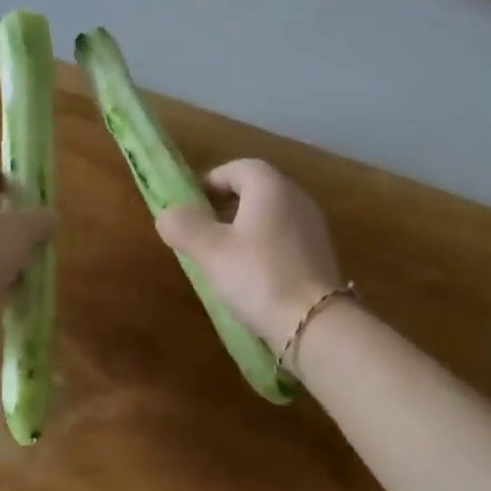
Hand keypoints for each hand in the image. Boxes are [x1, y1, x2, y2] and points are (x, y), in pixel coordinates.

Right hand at [156, 159, 344, 350]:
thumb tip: (168, 213)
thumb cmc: (259, 276)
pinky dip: (266, 246)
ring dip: (247, 227)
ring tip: (225, 256)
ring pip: (272, 214)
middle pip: (256, 189)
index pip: (237, 168)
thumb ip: (184, 226)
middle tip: (204, 231)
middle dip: (227, 205)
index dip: (211, 182)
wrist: (316, 323)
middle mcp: (296, 196)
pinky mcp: (321, 253)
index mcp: (270, 186)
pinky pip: (286, 237)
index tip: (191, 207)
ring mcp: (313, 225)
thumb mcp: (210, 251)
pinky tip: (254, 275)